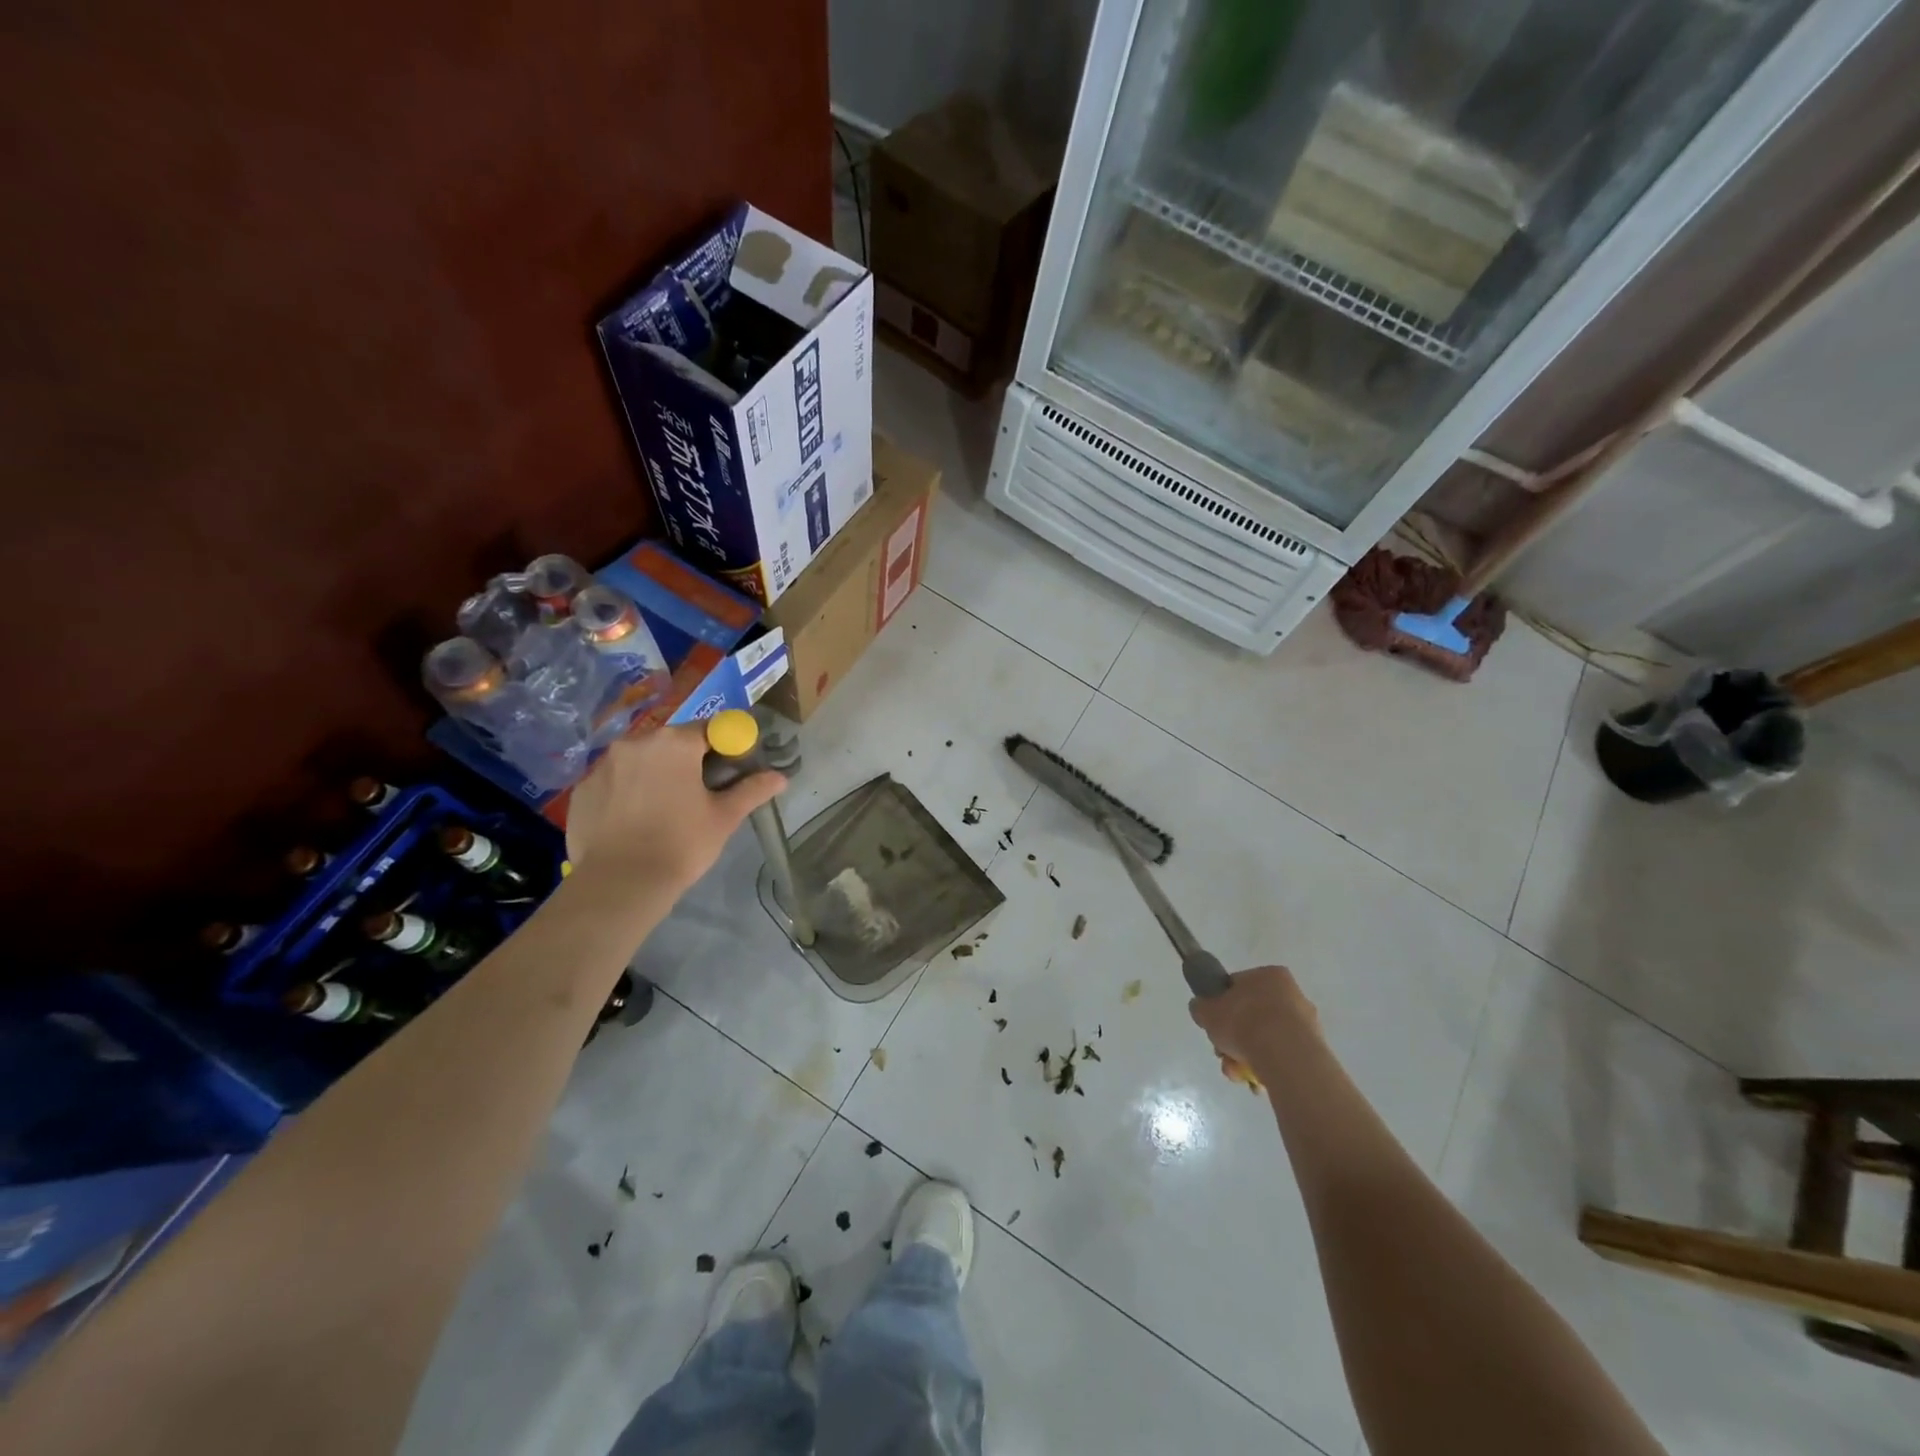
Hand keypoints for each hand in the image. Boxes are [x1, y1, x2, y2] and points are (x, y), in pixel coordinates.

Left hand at [564, 724, 785, 894]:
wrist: (619, 884)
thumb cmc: (681, 844)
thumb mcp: (724, 817)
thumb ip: (752, 790)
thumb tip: (780, 777)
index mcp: (675, 743)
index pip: (710, 728)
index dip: (726, 745)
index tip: (732, 767)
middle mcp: (636, 742)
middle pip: (672, 742)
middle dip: (688, 759)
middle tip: (700, 791)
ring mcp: (604, 764)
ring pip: (640, 759)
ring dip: (655, 773)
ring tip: (664, 808)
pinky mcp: (583, 788)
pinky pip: (614, 779)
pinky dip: (627, 790)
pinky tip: (634, 820)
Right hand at [1189, 965, 1318, 1079]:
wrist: (1285, 1055)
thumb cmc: (1244, 1022)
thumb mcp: (1207, 1010)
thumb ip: (1202, 1007)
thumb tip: (1202, 1008)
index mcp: (1269, 975)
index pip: (1239, 986)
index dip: (1222, 1006)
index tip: (1216, 1025)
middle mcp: (1292, 993)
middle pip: (1253, 1015)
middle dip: (1235, 1037)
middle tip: (1223, 1053)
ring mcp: (1306, 1023)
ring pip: (1267, 1038)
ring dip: (1248, 1055)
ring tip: (1237, 1073)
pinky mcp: (1315, 1049)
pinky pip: (1283, 1055)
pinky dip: (1268, 1066)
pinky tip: (1256, 1080)